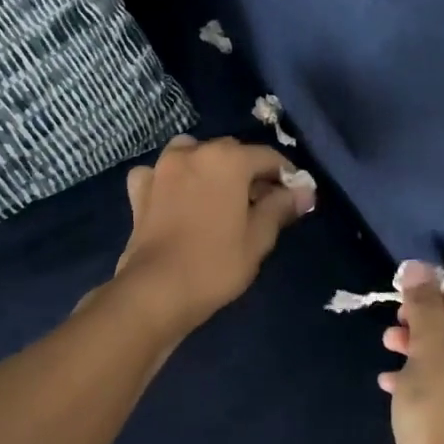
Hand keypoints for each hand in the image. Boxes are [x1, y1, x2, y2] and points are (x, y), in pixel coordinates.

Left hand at [109, 135, 315, 330]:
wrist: (155, 291)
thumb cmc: (215, 263)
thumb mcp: (258, 238)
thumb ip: (281, 207)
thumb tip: (303, 191)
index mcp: (227, 159)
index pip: (268, 157)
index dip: (286, 176)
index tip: (295, 197)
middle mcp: (193, 153)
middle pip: (231, 152)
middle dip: (249, 171)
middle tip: (262, 203)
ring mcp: (162, 169)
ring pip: (193, 154)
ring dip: (209, 167)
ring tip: (219, 195)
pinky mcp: (139, 190)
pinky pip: (160, 174)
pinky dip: (172, 179)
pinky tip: (177, 197)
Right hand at [381, 261, 443, 443]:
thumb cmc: (443, 405)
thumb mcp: (429, 346)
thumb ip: (424, 303)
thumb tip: (418, 267)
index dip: (442, 289)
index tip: (409, 290)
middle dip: (430, 324)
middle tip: (397, 323)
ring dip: (427, 352)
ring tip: (388, 349)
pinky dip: (436, 383)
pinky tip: (394, 383)